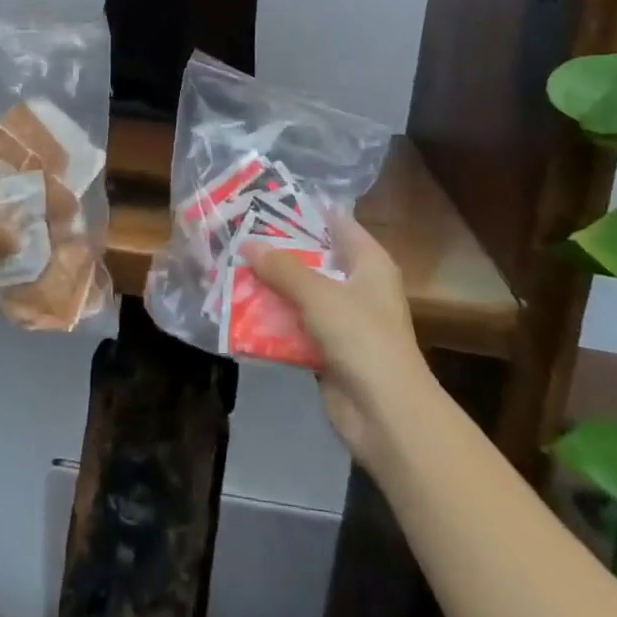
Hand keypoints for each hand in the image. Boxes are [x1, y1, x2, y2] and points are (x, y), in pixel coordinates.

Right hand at [246, 221, 431, 464]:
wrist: (386, 415)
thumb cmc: (362, 338)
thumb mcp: (319, 294)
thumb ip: (282, 268)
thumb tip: (246, 243)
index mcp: (368, 262)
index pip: (336, 222)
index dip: (303, 210)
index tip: (264, 200)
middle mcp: (357, 285)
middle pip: (313, 258)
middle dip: (276, 250)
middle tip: (236, 233)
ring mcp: (342, 320)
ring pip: (300, 294)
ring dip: (269, 287)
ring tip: (229, 267)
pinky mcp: (327, 350)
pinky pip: (294, 327)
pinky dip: (271, 321)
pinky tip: (238, 311)